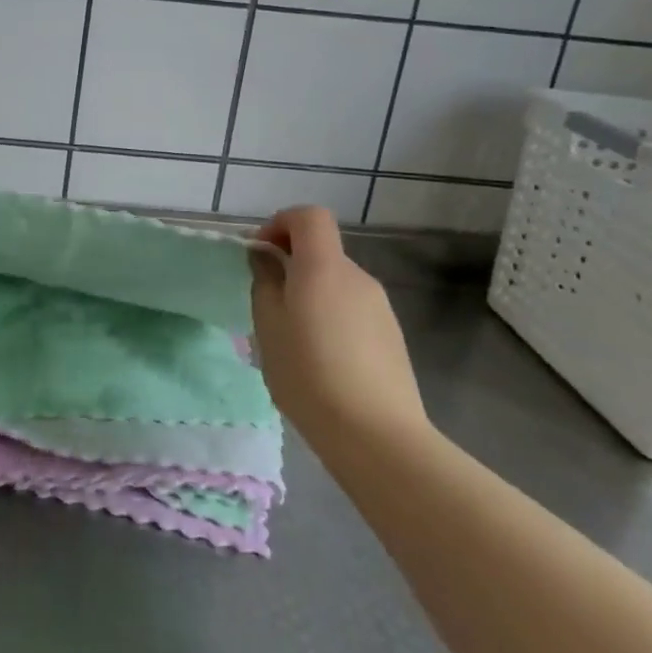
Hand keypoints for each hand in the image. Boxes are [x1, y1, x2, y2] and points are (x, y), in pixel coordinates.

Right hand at [250, 207, 429, 448]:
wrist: (377, 436)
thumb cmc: (309, 374)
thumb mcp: (268, 326)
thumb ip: (265, 282)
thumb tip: (267, 258)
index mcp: (324, 268)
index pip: (309, 217)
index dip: (281, 223)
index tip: (260, 253)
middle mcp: (357, 277)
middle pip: (322, 251)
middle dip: (291, 265)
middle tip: (267, 304)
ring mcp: (380, 307)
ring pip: (336, 283)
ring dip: (310, 294)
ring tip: (293, 339)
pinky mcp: (391, 336)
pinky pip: (352, 310)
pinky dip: (331, 318)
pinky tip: (322, 361)